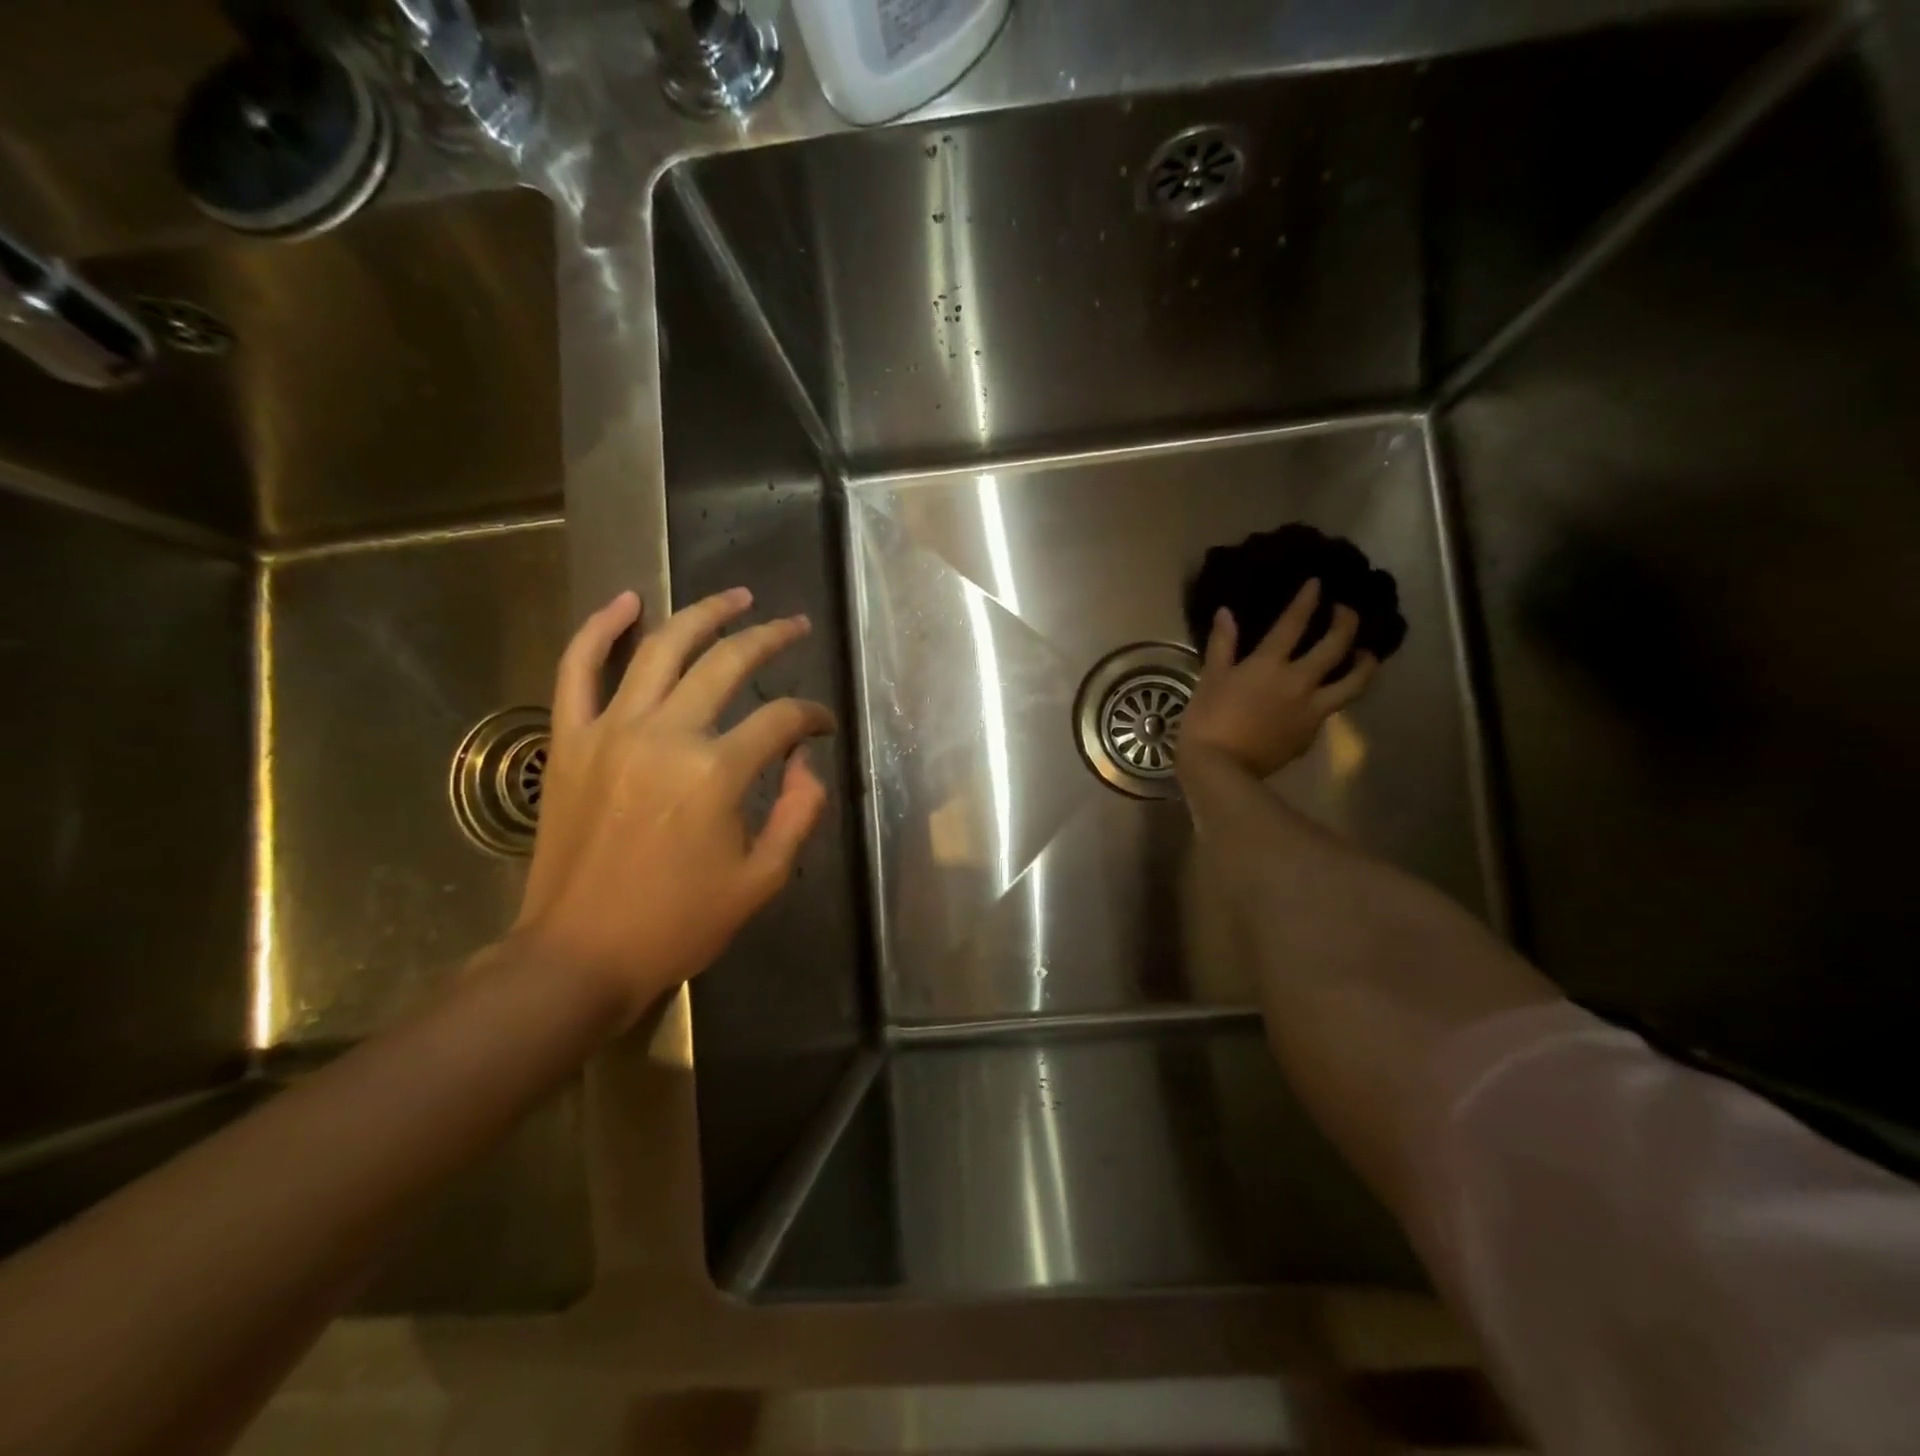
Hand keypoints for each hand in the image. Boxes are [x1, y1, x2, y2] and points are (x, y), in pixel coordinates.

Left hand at [509, 588, 835, 1023]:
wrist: (579, 956)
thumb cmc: (678, 924)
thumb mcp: (762, 880)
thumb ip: (799, 813)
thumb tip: (807, 764)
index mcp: (717, 773)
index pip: (781, 720)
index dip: (812, 717)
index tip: (823, 727)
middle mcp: (666, 735)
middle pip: (728, 663)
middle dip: (771, 638)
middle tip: (795, 626)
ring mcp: (610, 731)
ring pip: (660, 648)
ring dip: (703, 614)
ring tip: (737, 597)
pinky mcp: (570, 741)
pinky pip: (577, 669)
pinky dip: (598, 629)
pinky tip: (626, 601)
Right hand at [1180, 579, 1377, 778]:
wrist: (1221, 769)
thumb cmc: (1208, 720)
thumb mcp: (1210, 678)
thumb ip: (1222, 644)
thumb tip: (1226, 613)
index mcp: (1270, 664)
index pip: (1295, 623)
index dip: (1308, 600)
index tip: (1318, 583)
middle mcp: (1300, 681)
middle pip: (1337, 646)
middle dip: (1347, 623)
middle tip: (1347, 612)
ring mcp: (1311, 709)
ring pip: (1353, 682)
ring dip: (1365, 663)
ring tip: (1365, 654)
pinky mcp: (1312, 733)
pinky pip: (1332, 708)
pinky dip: (1336, 695)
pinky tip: (1329, 694)